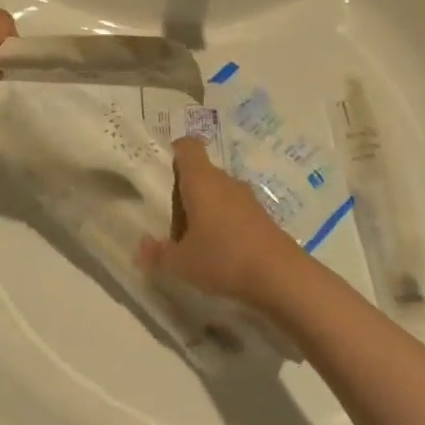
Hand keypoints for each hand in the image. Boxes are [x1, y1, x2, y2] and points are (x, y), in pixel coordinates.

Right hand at [137, 138, 303, 308]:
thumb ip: (158, 253)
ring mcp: (247, 199)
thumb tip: (142, 248)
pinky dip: (224, 223)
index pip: (187, 147)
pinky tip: (220, 251)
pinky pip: (235, 210)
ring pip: (218, 192)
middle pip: (200, 172)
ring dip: (205, 209)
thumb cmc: (223, 258)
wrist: (282, 278)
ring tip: (194, 240)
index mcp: (201, 180)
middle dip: (185, 192)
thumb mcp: (181, 262)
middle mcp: (224, 181)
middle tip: (172, 221)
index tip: (163, 174)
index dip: (174, 153)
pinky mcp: (263, 217)